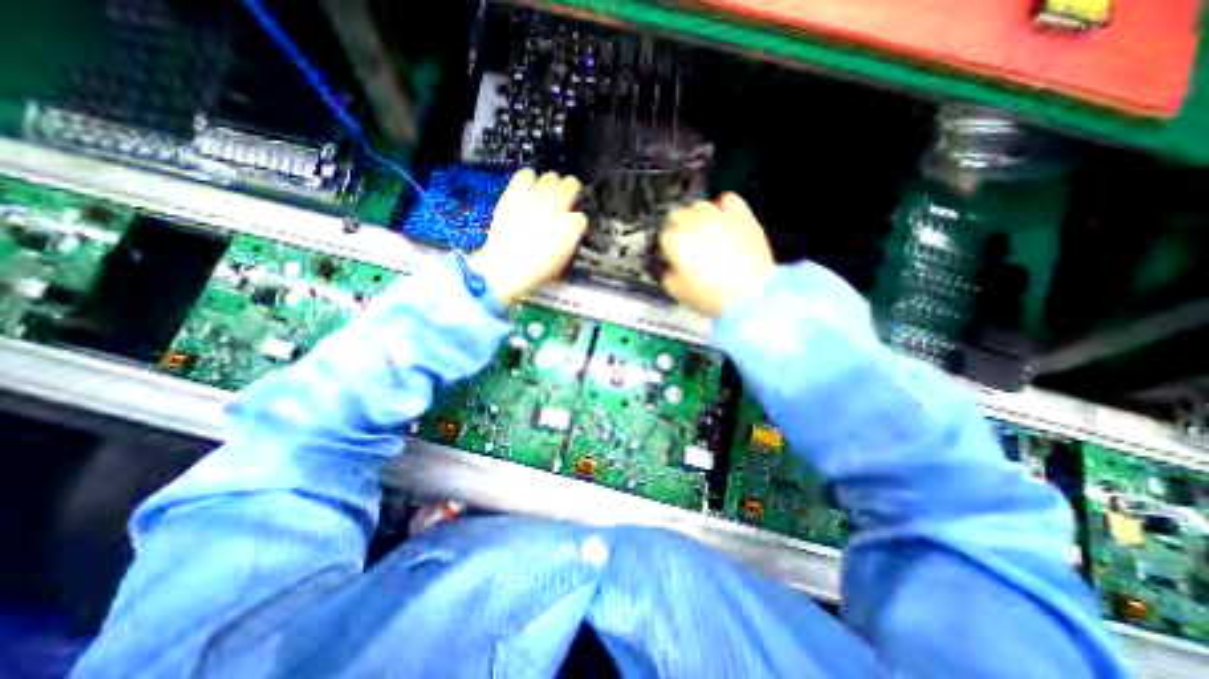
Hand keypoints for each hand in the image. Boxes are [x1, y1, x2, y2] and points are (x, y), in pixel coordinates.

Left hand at [471, 166, 587, 304]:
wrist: (505, 268)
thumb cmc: (533, 270)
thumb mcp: (562, 260)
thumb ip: (569, 239)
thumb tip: (571, 229)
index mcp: (569, 229)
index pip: (581, 216)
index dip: (577, 220)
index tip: (572, 223)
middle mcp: (555, 210)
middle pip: (571, 185)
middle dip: (571, 190)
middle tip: (567, 196)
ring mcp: (533, 200)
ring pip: (551, 177)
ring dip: (552, 184)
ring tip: (548, 192)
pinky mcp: (514, 195)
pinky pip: (525, 174)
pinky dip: (528, 178)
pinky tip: (529, 187)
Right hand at [661, 192, 774, 318]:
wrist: (751, 296)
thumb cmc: (710, 297)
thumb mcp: (676, 291)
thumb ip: (666, 274)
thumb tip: (669, 266)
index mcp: (676, 241)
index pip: (664, 235)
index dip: (669, 247)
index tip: (674, 257)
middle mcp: (694, 223)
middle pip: (678, 215)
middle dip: (679, 229)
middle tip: (688, 245)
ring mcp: (718, 217)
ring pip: (699, 205)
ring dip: (697, 217)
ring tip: (704, 232)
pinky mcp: (741, 216)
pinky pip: (727, 199)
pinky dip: (722, 207)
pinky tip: (723, 219)